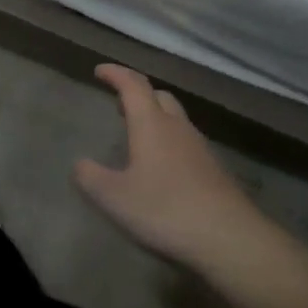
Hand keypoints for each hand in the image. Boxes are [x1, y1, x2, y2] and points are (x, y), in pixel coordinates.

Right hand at [73, 64, 262, 271]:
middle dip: (137, 93)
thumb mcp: (114, 198)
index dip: (115, 74)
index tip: (100, 70)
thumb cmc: (165, 210)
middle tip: (119, 102)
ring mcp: (199, 147)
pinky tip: (163, 164)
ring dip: (155, 115)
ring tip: (138, 132)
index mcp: (151, 124)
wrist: (228, 237)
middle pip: (158, 96)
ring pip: (175, 118)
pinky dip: (169, 139)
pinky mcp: (213, 169)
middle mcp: (177, 127)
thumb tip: (79, 163)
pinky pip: (186, 140)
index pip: (132, 85)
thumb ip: (90, 177)